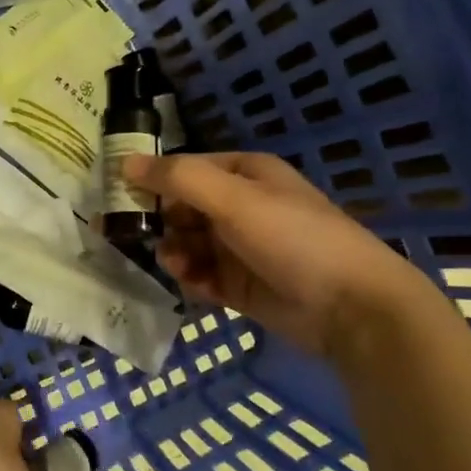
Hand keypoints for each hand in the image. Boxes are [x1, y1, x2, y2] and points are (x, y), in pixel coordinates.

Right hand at [125, 151, 435, 362]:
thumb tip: (125, 162)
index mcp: (244, 174)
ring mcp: (242, 247)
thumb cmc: (293, 238)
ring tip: (176, 265)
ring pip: (188, 244)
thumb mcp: (233, 199)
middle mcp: (240, 206)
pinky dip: (192, 279)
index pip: (184, 169)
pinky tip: (193, 285)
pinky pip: (202, 275)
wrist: (353, 308)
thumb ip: (178, 178)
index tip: (118, 199)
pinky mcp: (242, 285)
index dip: (151, 181)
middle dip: (159, 222)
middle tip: (133, 237)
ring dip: (175, 252)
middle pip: (182, 208)